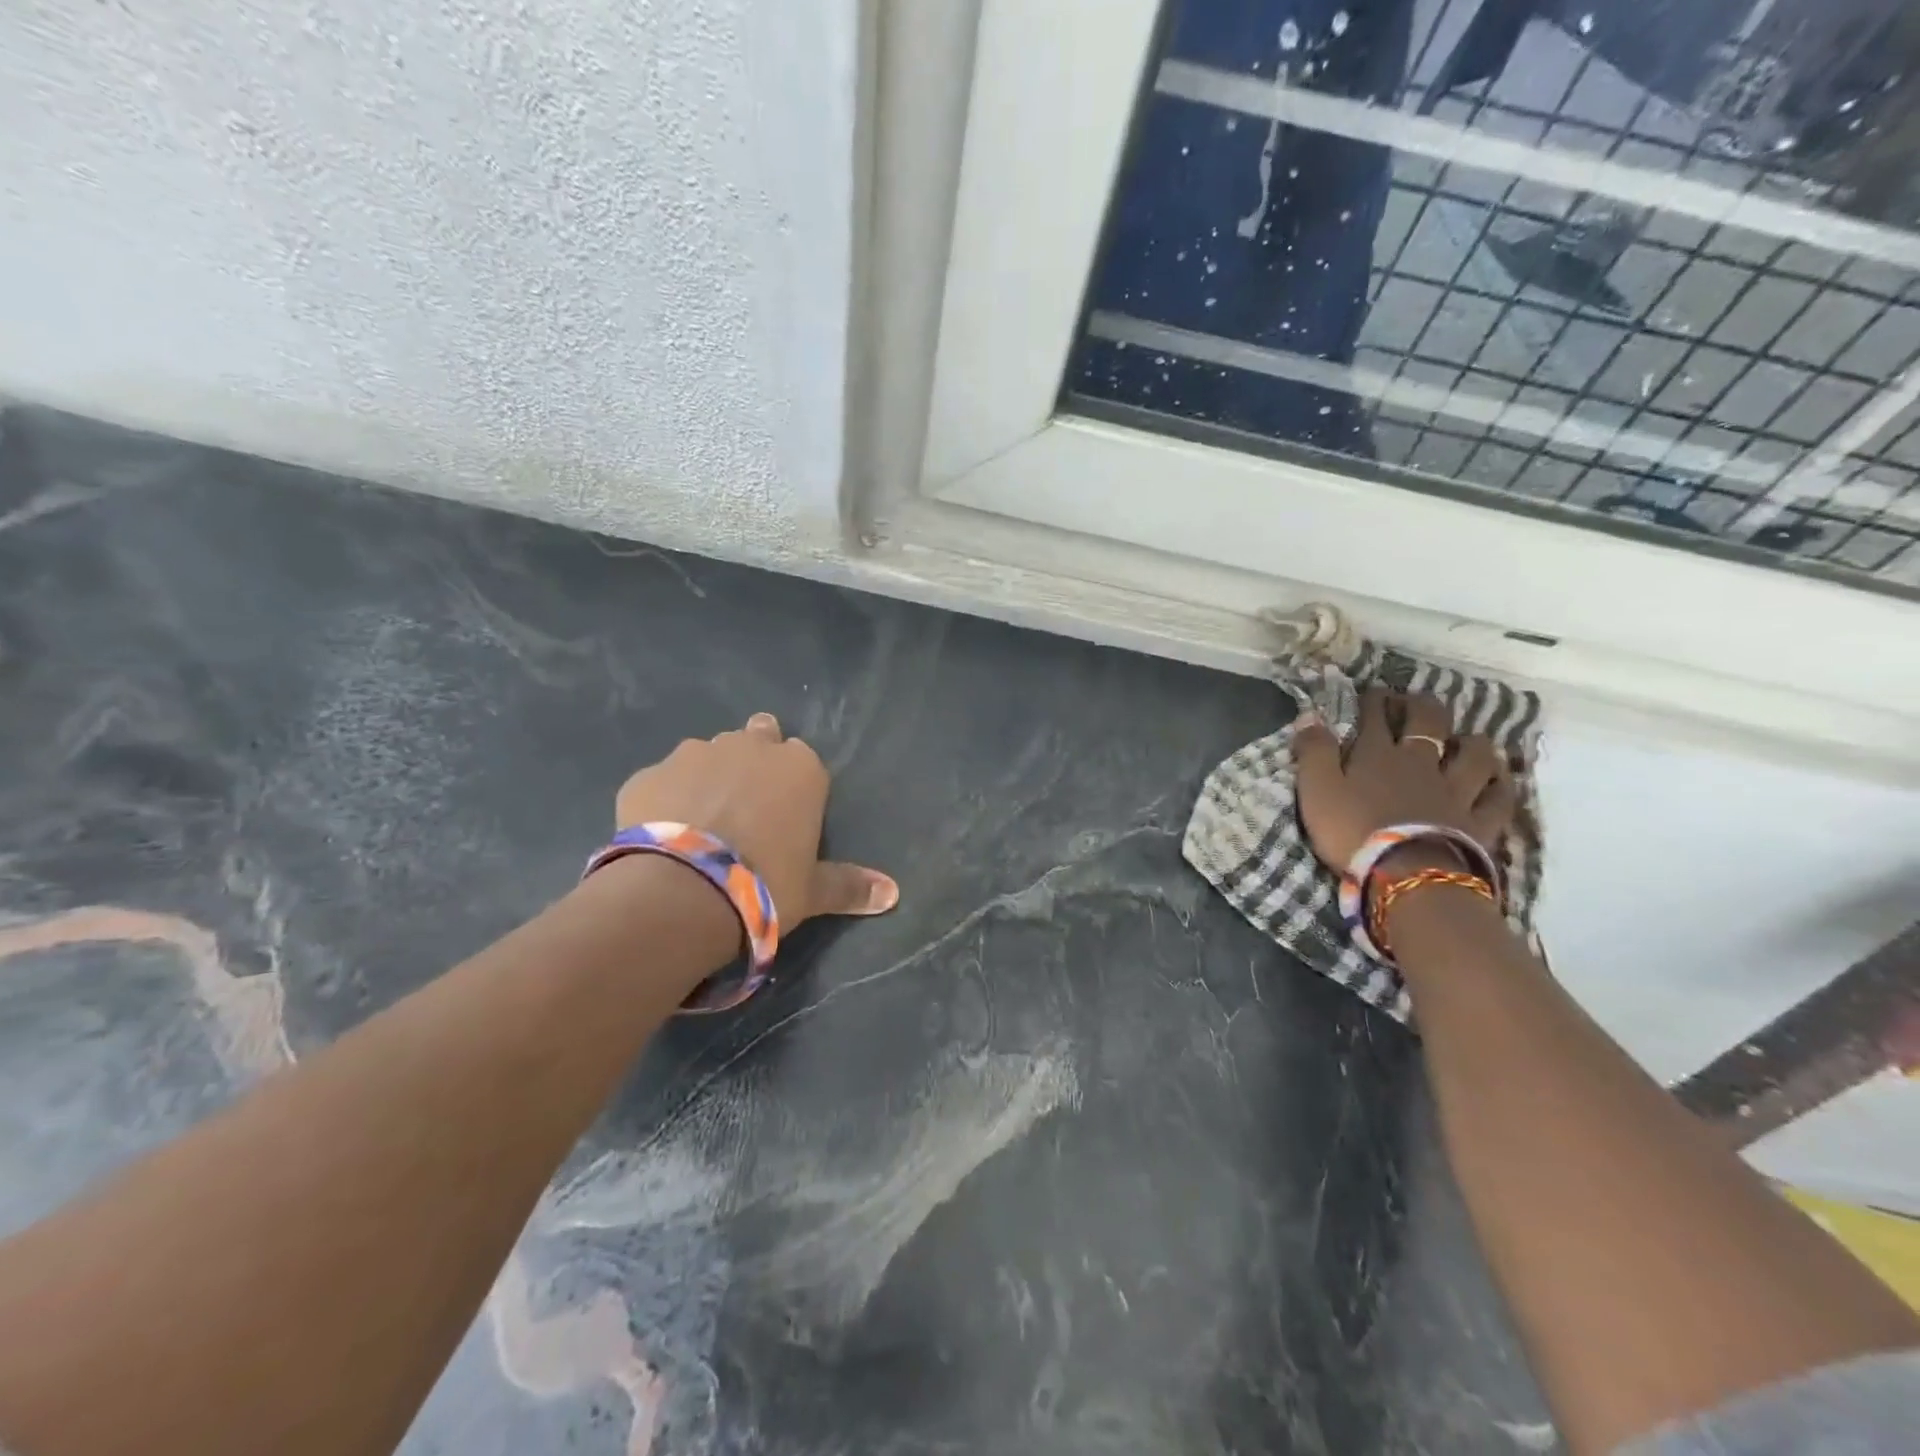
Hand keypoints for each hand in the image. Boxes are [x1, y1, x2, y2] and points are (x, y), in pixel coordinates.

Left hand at [614, 713, 898, 926]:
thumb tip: (893, 894)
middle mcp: (748, 748)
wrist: (683, 892)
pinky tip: (661, 835)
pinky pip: (662, 782)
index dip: (791, 783)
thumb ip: (850, 885)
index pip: (802, 758)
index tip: (783, 811)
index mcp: (798, 768)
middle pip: (756, 739)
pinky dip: (664, 800)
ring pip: (706, 754)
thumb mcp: (814, 891)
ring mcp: (693, 754)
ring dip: (707, 777)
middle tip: (744, 806)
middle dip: (752, 761)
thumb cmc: (765, 884)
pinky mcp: (647, 775)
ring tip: (698, 824)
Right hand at [1293, 689, 1515, 872]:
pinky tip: (1498, 779)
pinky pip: (1498, 798)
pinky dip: (1500, 785)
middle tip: (1414, 704)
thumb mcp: (1316, 790)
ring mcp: (1456, 791)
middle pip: (1429, 723)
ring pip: (1474, 755)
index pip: (1375, 717)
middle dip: (1421, 707)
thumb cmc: (1352, 830)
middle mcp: (1421, 763)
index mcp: (1377, 755)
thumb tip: (1308, 715)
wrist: (1406, 875)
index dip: (1373, 700)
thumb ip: (1313, 751)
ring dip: (1470, 742)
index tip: (1371, 692)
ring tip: (1465, 740)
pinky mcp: (1480, 822)